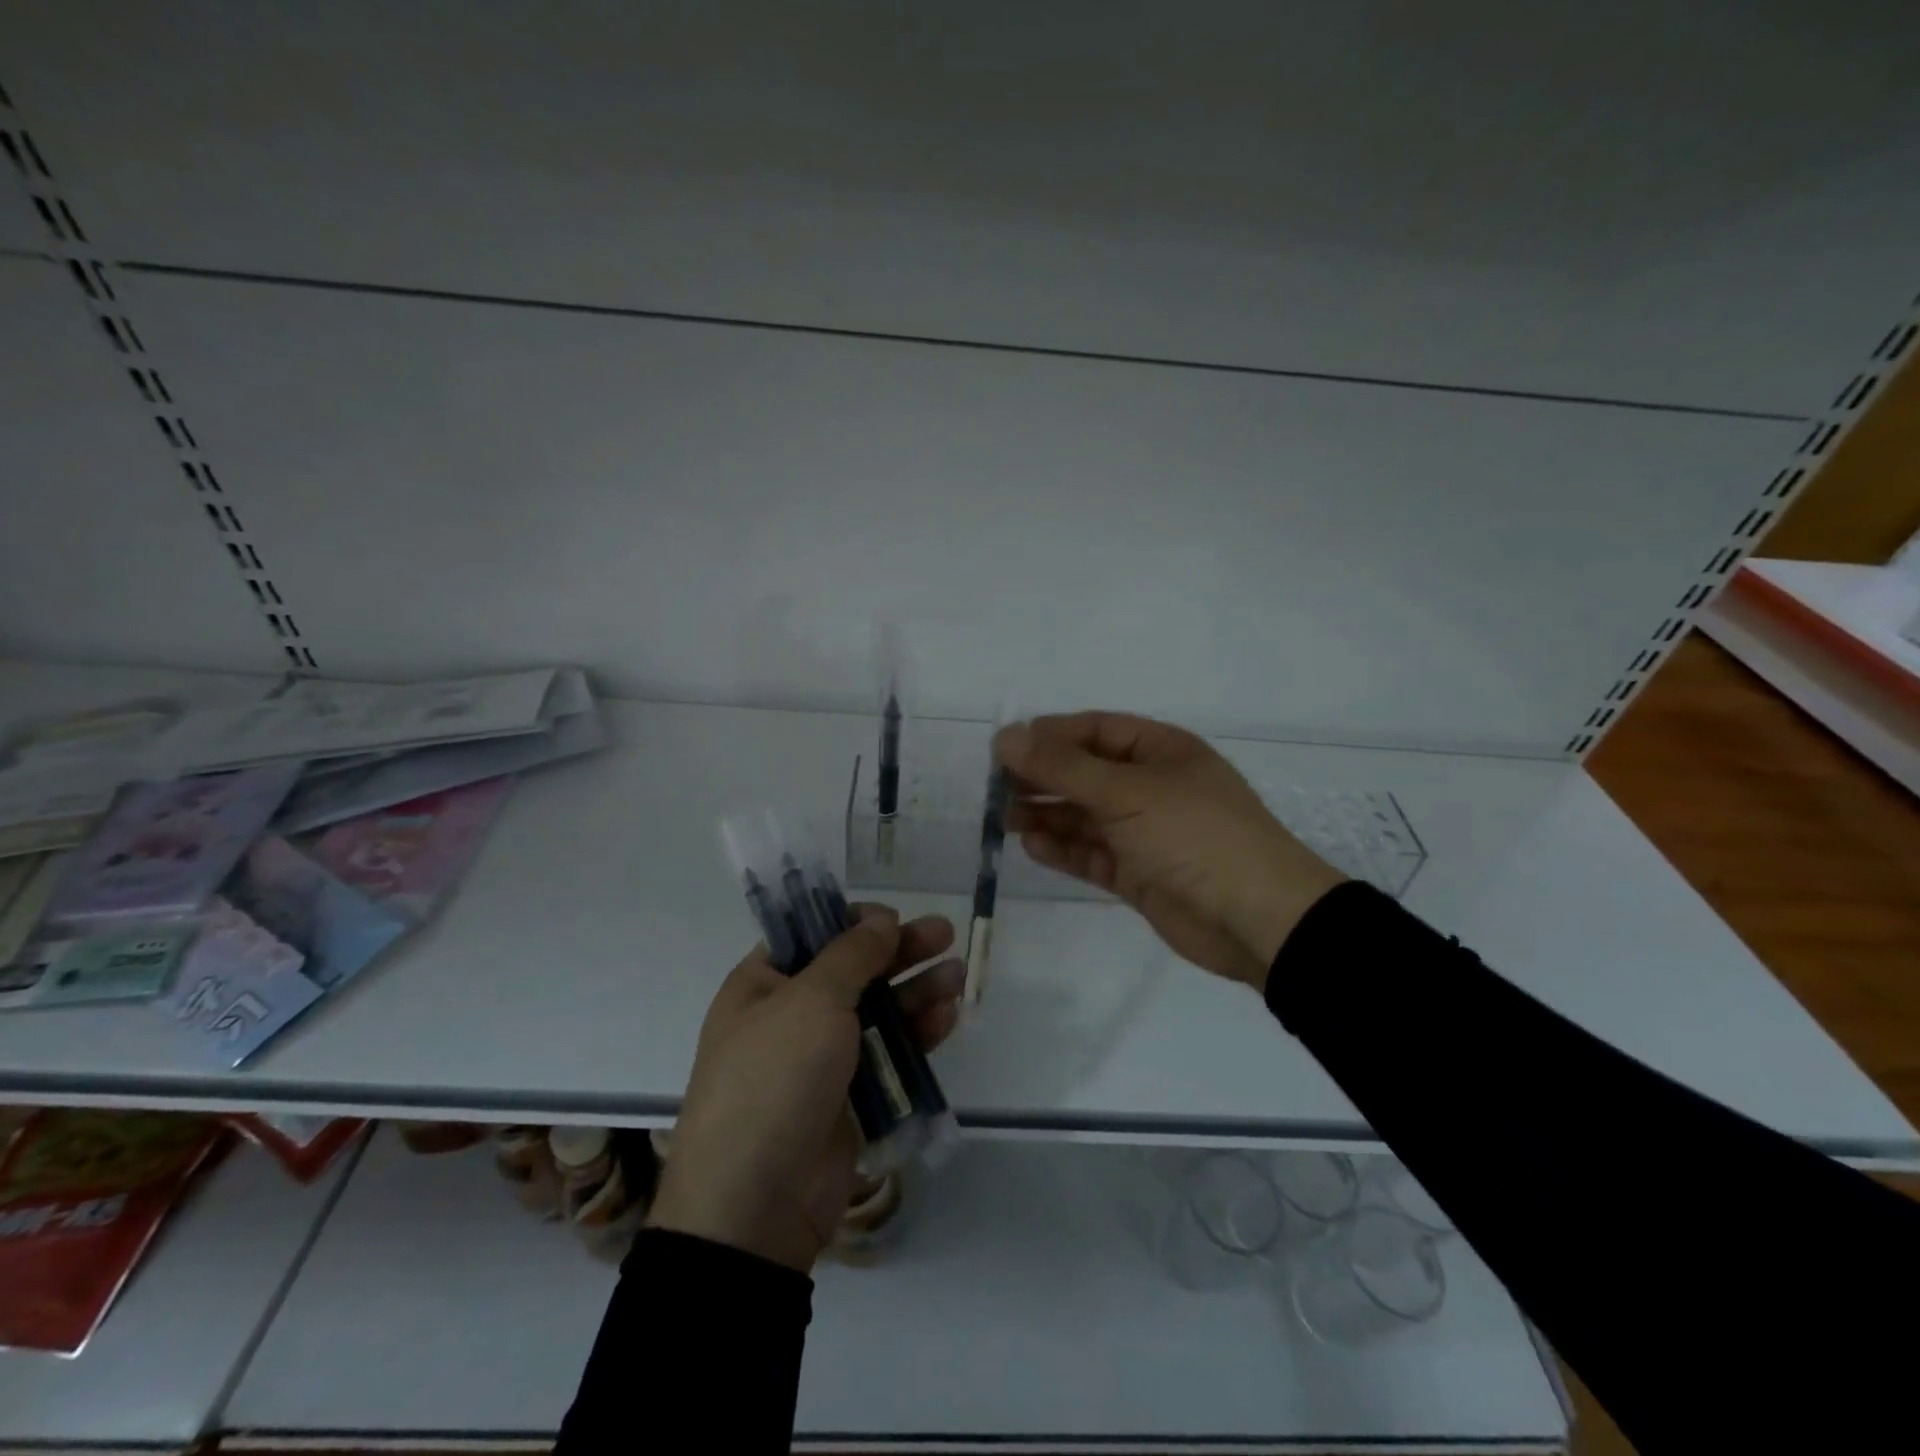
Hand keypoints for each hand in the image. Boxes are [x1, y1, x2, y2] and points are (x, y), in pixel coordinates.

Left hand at [647, 907, 962, 1272]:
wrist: (757, 1203)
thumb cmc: (774, 1078)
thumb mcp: (810, 1001)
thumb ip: (851, 956)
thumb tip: (880, 919)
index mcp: (763, 986)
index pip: (811, 937)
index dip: (852, 923)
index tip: (891, 918)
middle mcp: (790, 1016)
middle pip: (853, 971)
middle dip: (899, 952)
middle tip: (945, 933)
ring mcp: (821, 1059)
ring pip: (878, 1012)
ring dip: (916, 991)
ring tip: (957, 976)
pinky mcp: (850, 1098)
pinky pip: (888, 1054)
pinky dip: (916, 1035)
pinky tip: (948, 1018)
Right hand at [995, 712, 1343, 990]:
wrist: (1257, 920)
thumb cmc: (1194, 835)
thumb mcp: (1126, 792)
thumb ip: (1063, 767)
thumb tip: (1006, 736)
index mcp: (1161, 751)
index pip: (1095, 731)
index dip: (1049, 736)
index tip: (1004, 749)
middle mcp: (1152, 786)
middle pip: (1086, 773)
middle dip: (1043, 778)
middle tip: (996, 789)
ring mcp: (1146, 832)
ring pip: (1085, 816)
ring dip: (1047, 814)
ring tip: (1004, 818)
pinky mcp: (1139, 874)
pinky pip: (1093, 854)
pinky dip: (1064, 849)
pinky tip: (1032, 846)